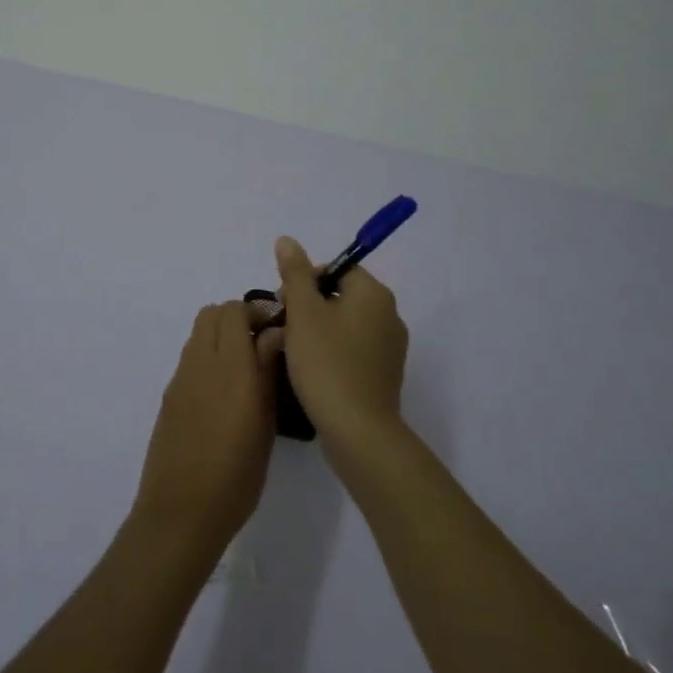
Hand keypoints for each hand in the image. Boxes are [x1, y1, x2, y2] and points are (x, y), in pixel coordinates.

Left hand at [131, 301, 278, 561]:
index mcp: (230, 366)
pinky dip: (208, 358)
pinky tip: (223, 393)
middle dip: (237, 318)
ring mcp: (180, 378)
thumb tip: (275, 334)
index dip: (257, 311)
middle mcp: (200, 362)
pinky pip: (190, 358)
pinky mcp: (169, 395)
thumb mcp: (265, 424)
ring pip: (199, 333)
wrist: (181, 512)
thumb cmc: (236, 475)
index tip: (277, 330)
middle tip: (261, 344)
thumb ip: (267, 371)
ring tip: (244, 369)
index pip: (234, 310)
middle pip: (212, 313)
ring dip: (221, 337)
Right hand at [272, 235, 408, 447]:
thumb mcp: (303, 313)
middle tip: (282, 328)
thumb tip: (287, 240)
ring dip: (316, 331)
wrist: (358, 432)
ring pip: (344, 325)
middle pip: (340, 296)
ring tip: (290, 351)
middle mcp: (389, 316)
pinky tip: (310, 371)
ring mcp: (390, 348)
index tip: (283, 304)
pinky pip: (352, 350)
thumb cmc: (327, 364)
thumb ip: (294, 273)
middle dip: (307, 307)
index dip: (305, 281)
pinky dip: (331, 353)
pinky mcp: (383, 375)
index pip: (336, 269)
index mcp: (374, 294)